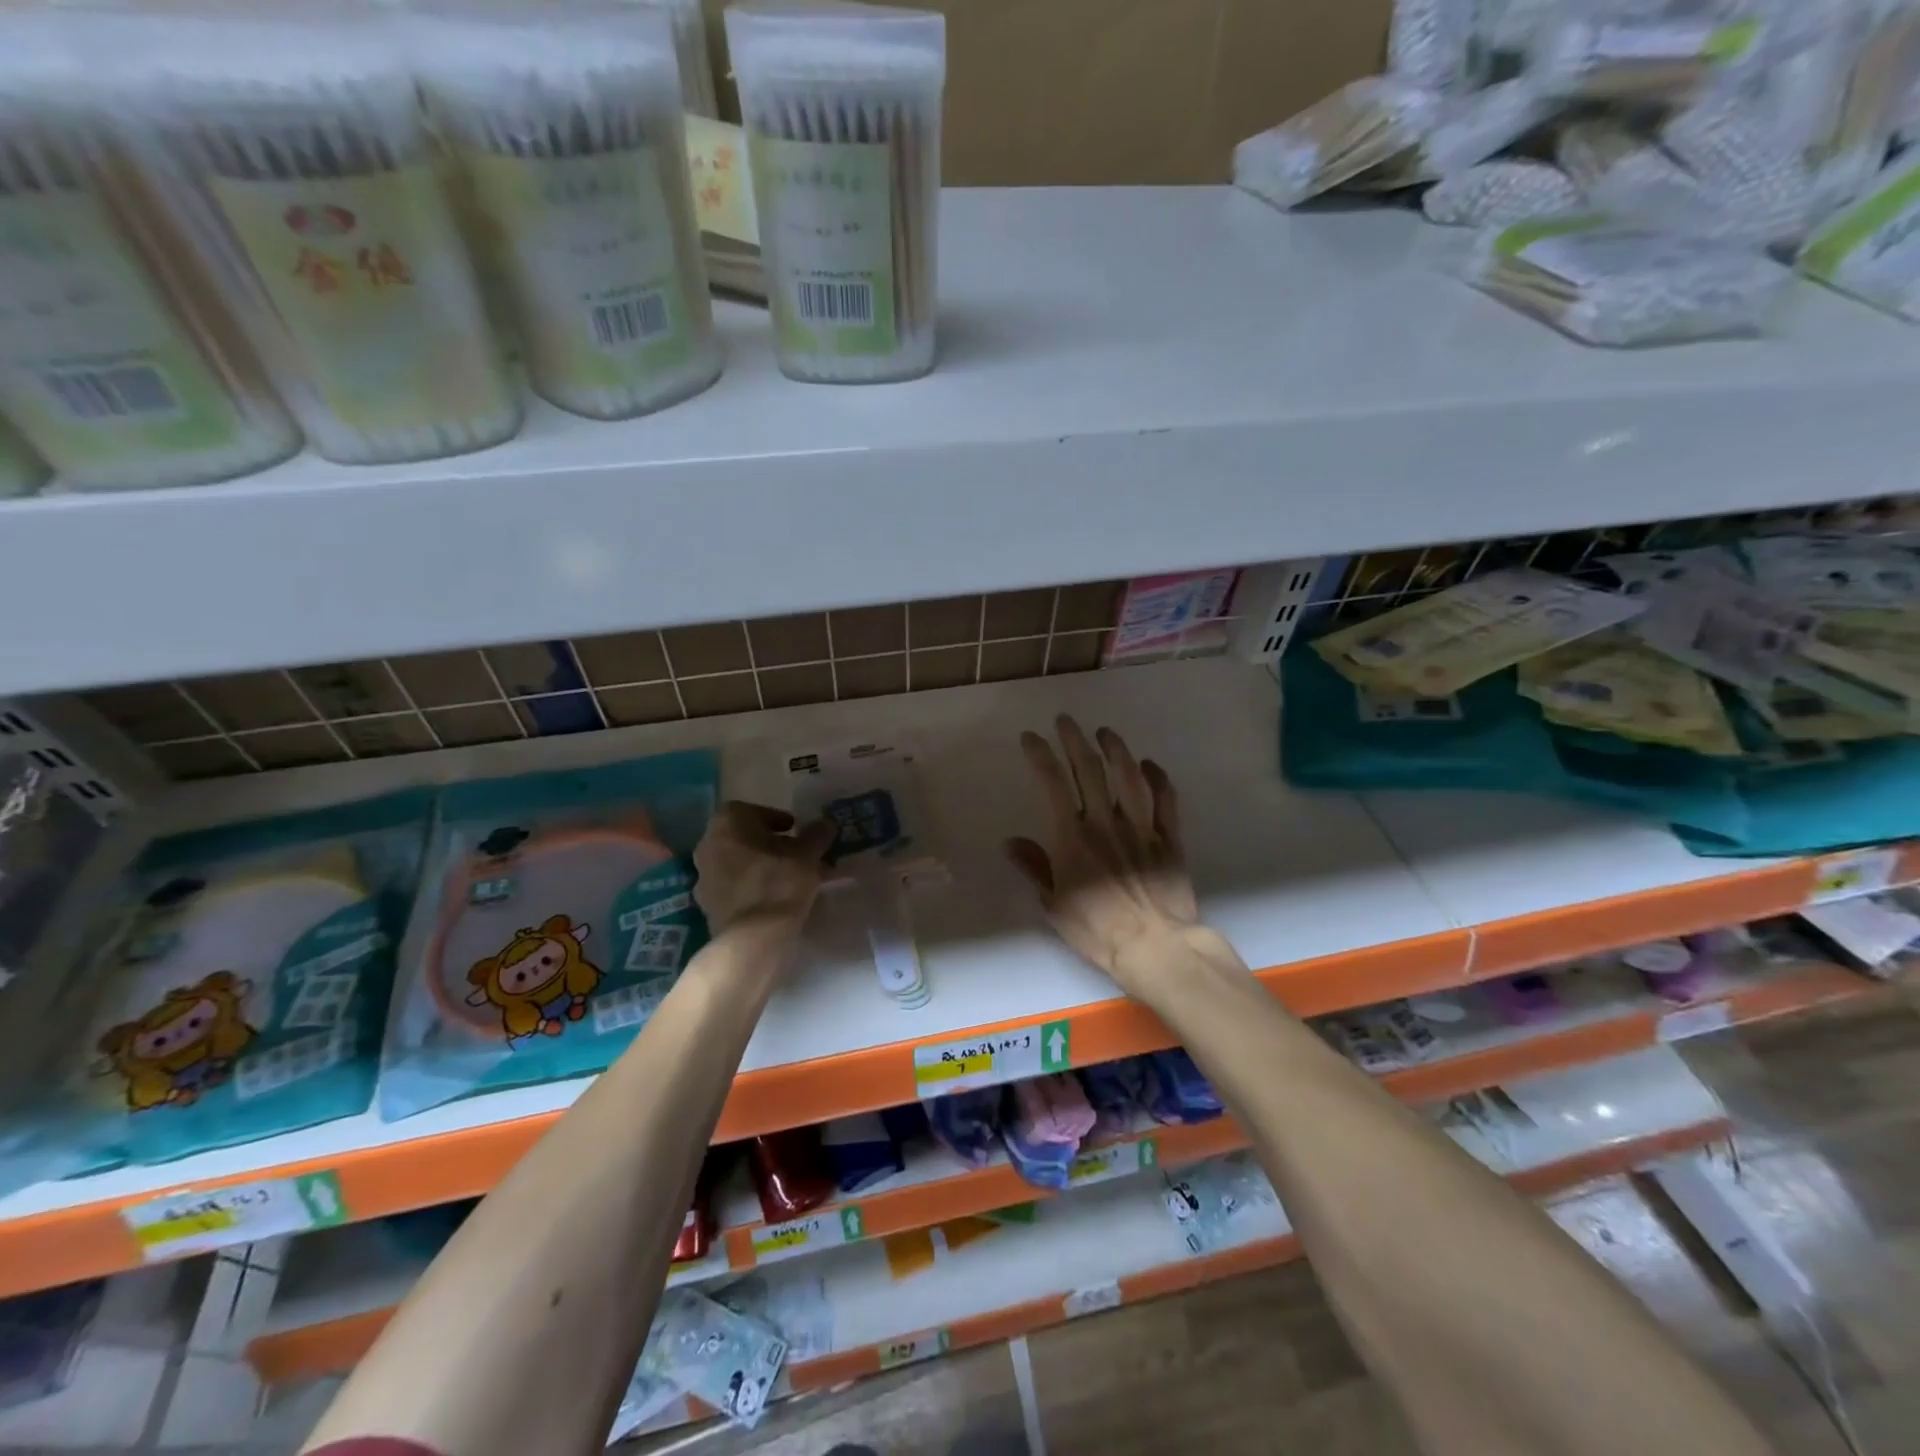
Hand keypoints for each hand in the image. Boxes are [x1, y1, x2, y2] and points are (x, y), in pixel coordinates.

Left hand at [693, 802, 835, 933]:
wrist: (753, 939)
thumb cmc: (778, 883)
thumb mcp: (807, 855)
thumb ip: (816, 836)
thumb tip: (825, 824)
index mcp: (726, 825)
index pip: (748, 810)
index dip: (773, 818)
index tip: (794, 830)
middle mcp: (707, 847)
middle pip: (743, 838)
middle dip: (770, 844)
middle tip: (796, 854)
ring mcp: (704, 879)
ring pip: (739, 865)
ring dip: (763, 867)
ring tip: (793, 879)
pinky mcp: (708, 908)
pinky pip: (735, 889)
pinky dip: (754, 889)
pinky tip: (778, 900)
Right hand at [1006, 717, 1226, 998]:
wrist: (1156, 947)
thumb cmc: (1097, 930)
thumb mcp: (1054, 904)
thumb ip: (1034, 868)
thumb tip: (1010, 841)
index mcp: (1072, 837)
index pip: (1053, 783)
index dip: (1041, 755)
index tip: (1031, 738)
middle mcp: (1106, 822)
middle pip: (1090, 770)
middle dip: (1074, 740)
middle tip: (1066, 721)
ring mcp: (1141, 827)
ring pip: (1129, 776)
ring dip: (1116, 749)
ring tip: (1105, 732)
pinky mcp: (1169, 838)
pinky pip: (1165, 800)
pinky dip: (1158, 778)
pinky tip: (1149, 765)